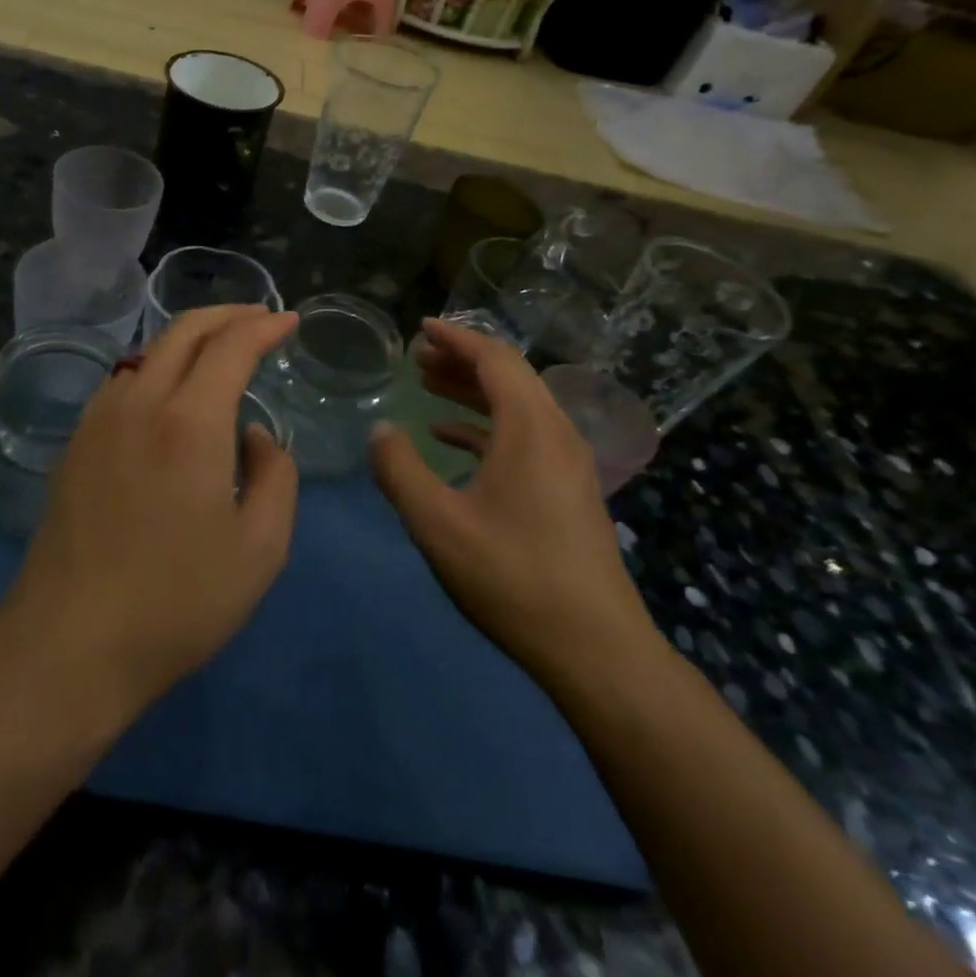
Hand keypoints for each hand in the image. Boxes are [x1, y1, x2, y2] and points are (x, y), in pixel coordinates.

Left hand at [0, 306, 299, 722]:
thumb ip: (275, 475)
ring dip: (190, 337)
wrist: (70, 642)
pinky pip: (123, 380)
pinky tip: (168, 391)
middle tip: (259, 318)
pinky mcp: (75, 444)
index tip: (290, 321)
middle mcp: (140, 403)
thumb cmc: (177, 601)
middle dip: (228, 315)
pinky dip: (157, 366)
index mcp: (189, 422)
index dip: (265, 326)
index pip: (232, 346)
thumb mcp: (261, 548)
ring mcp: (99, 420)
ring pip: (149, 351)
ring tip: (219, 349)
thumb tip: (253, 435)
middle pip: (184, 330)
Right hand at [368, 319, 655, 681]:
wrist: (595, 648)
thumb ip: (400, 470)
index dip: (456, 338)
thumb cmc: (512, 577)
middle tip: (417, 358)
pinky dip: (487, 426)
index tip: (421, 328)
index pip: (494, 358)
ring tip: (428, 386)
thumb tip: (379, 429)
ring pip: (518, 405)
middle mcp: (556, 432)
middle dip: (461, 360)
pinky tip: (452, 440)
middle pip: (509, 375)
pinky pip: (526, 436)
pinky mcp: (569, 489)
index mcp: (530, 428)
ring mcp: (568, 462)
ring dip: (473, 391)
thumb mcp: (438, 524)